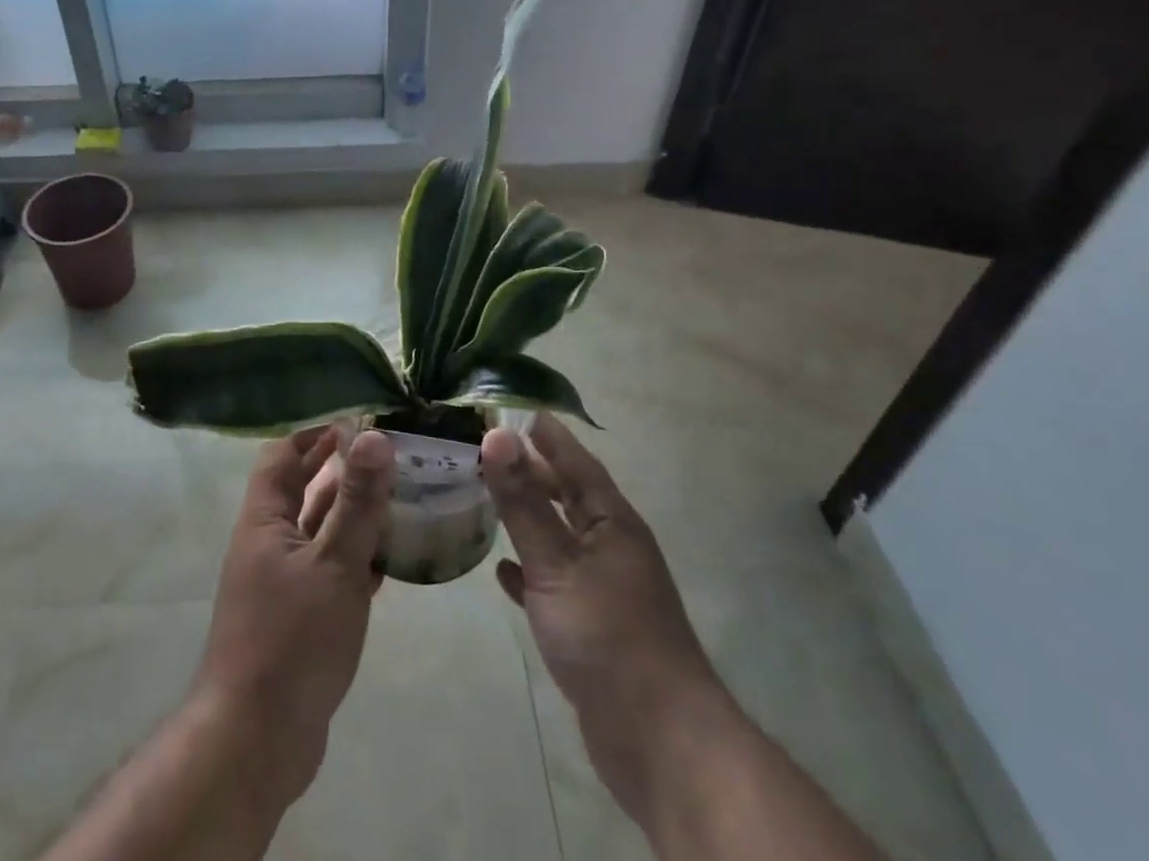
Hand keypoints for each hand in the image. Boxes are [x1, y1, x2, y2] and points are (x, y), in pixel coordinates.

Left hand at [191, 425, 393, 807]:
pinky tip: (390, 554)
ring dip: (353, 512)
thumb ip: (356, 502)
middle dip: (340, 467)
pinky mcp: (299, 616)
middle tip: (388, 452)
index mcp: (264, 520)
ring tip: (399, 494)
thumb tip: (375, 437)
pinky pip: (330, 569)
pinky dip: (356, 556)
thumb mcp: (333, 565)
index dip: (315, 433)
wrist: (255, 742)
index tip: (358, 419)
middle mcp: (268, 543)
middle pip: (303, 488)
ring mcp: (282, 582)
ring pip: (320, 530)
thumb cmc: (291, 641)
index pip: (283, 454)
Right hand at [481, 415, 726, 828]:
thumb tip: (495, 434)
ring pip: (560, 538)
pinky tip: (503, 571)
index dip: (548, 435)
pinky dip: (530, 572)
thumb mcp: (556, 563)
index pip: (576, 461)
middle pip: (568, 496)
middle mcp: (611, 546)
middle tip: (489, 450)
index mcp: (611, 522)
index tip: (517, 408)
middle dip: (533, 472)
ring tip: (489, 498)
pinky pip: (555, 583)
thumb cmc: (608, 636)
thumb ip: (522, 502)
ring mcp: (604, 588)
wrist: (659, 740)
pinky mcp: (593, 626)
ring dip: (528, 518)